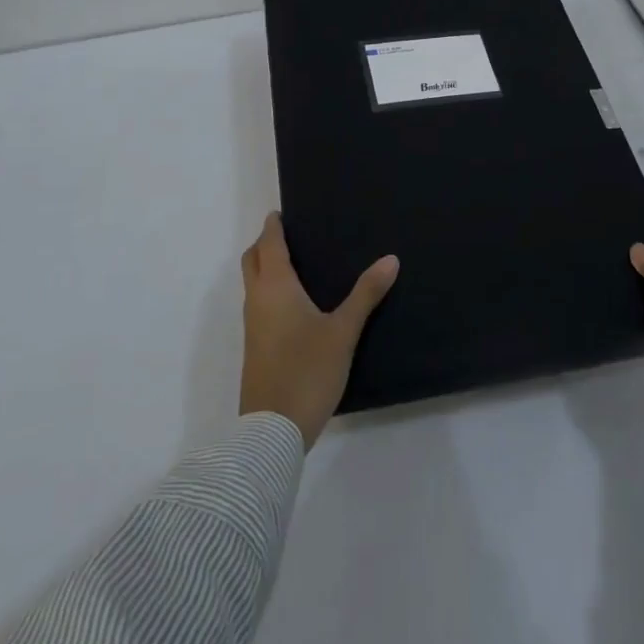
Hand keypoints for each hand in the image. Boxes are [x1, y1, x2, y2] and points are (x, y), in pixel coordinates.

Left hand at [239, 213, 399, 448]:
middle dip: (265, 243)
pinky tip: (295, 303)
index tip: (282, 212)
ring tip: (297, 263)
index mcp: (275, 287)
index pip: (269, 244)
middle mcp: (257, 300)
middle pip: (252, 260)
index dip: (273, 226)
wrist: (271, 431)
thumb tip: (390, 259)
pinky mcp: (255, 347)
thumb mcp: (343, 331)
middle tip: (290, 234)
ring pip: (253, 283)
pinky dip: (269, 290)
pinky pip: (258, 304)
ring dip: (265, 267)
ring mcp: (252, 326)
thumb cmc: (307, 371)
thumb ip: (366, 294)